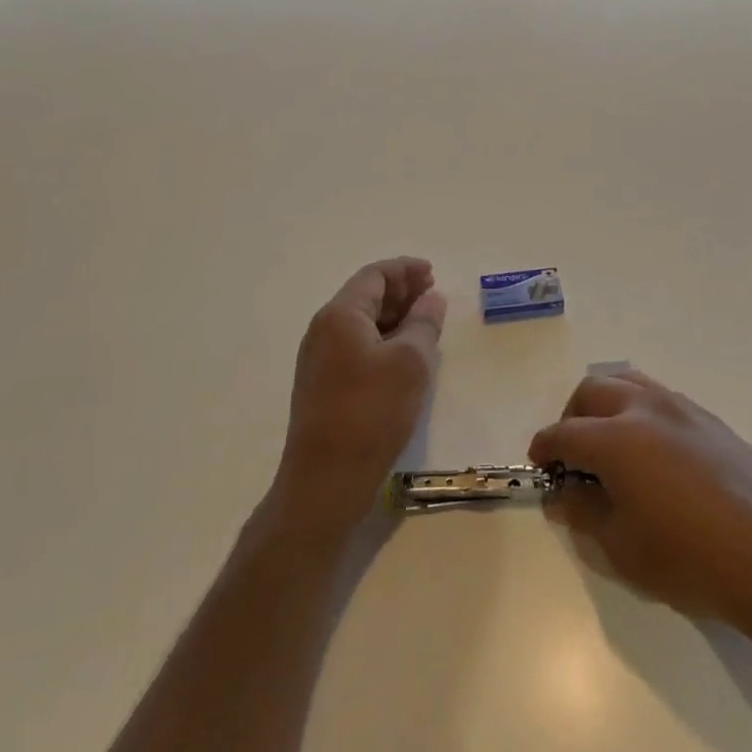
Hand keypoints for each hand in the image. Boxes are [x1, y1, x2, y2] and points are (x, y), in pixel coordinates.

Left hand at [272, 258, 446, 530]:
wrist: (325, 481)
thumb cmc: (371, 412)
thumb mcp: (411, 362)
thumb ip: (424, 323)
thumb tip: (431, 298)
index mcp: (340, 315)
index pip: (374, 276)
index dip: (405, 270)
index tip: (433, 273)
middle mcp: (323, 330)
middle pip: (365, 296)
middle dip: (400, 291)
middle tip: (433, 296)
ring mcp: (319, 360)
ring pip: (361, 323)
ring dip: (393, 317)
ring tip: (425, 324)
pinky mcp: (322, 386)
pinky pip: (356, 346)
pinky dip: (382, 340)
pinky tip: (404, 356)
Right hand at [529, 370, 751, 641]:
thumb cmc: (692, 559)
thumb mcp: (624, 549)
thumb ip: (584, 512)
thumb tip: (562, 492)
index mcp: (616, 438)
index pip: (564, 433)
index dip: (544, 448)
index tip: (540, 466)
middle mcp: (644, 408)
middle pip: (592, 391)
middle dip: (572, 417)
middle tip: (573, 456)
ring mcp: (680, 407)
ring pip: (627, 381)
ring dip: (605, 404)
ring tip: (609, 444)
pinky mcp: (708, 417)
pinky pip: (658, 396)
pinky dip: (638, 409)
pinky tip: (651, 452)